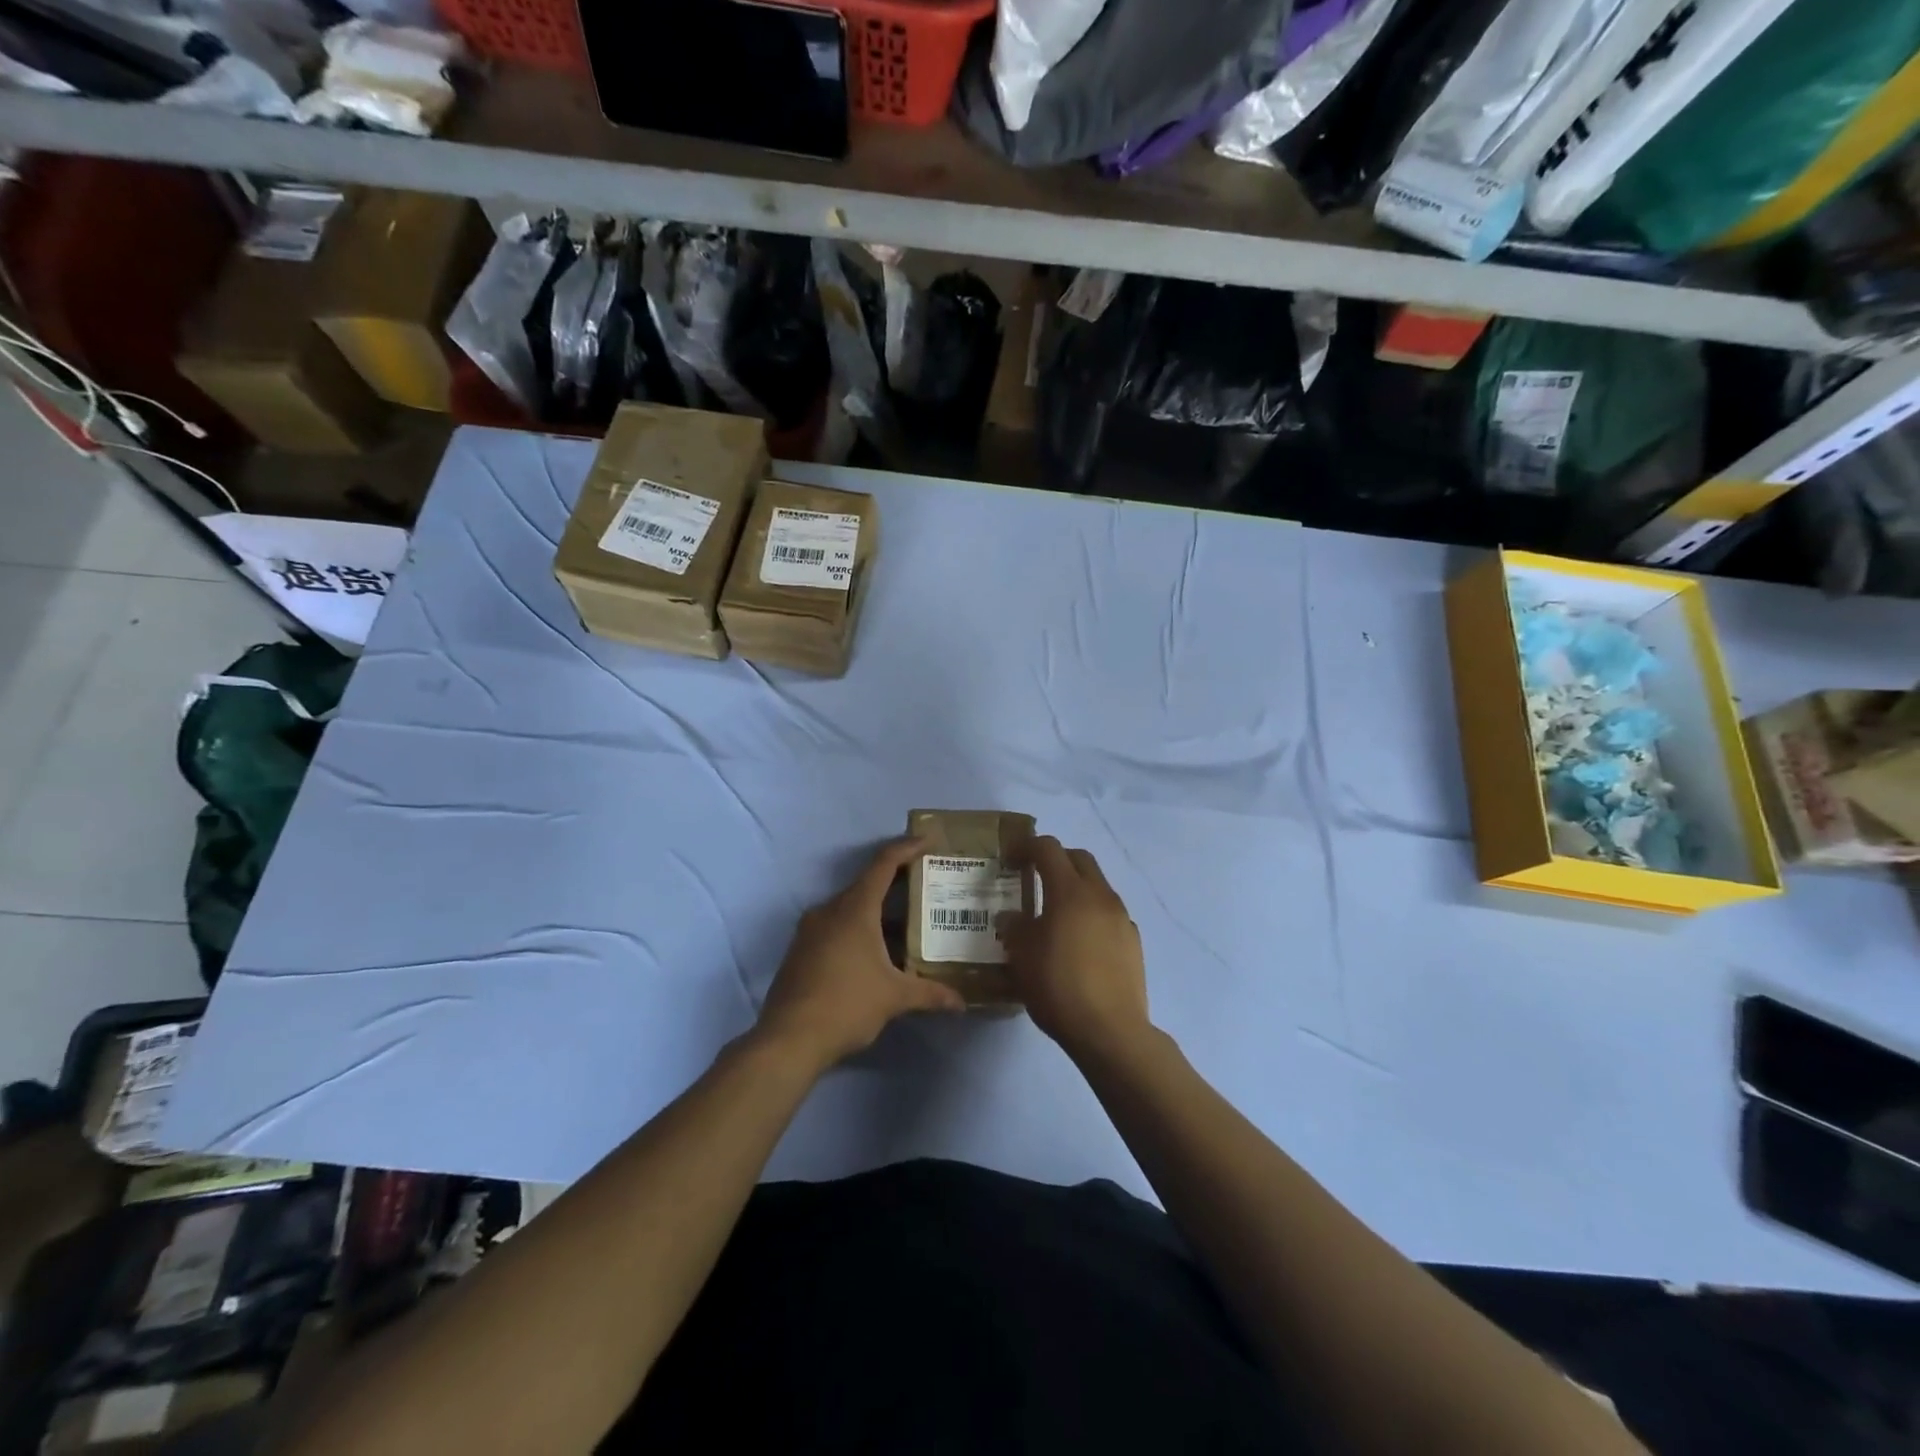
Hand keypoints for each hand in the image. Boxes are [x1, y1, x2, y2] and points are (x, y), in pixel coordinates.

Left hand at [755, 837, 964, 1070]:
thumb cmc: (846, 1005)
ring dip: (877, 912)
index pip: (883, 864)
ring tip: (907, 924)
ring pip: (850, 908)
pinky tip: (876, 953)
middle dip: (897, 883)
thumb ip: (930, 994)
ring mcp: (810, 930)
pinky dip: (859, 929)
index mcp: (854, 909)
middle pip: (866, 884)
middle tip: (926, 886)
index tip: (927, 841)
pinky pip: (835, 927)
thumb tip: (961, 1003)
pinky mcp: (801, 950)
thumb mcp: (894, 998)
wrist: (787, 1039)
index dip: (906, 848)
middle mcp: (830, 910)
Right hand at [1002, 836, 1150, 1061]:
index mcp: (1070, 891)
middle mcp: (1100, 895)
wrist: (1109, 1030)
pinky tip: (1079, 942)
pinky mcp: (1133, 940)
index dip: (1027, 847)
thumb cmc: (1058, 986)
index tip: (1010, 858)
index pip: (1048, 849)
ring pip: (1097, 885)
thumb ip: (1014, 927)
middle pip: (1078, 859)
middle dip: (1055, 859)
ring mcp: (1121, 917)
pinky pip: (1108, 913)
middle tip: (1034, 876)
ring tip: (1055, 913)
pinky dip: (1091, 913)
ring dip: (1075, 887)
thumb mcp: (1021, 956)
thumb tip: (1011, 917)